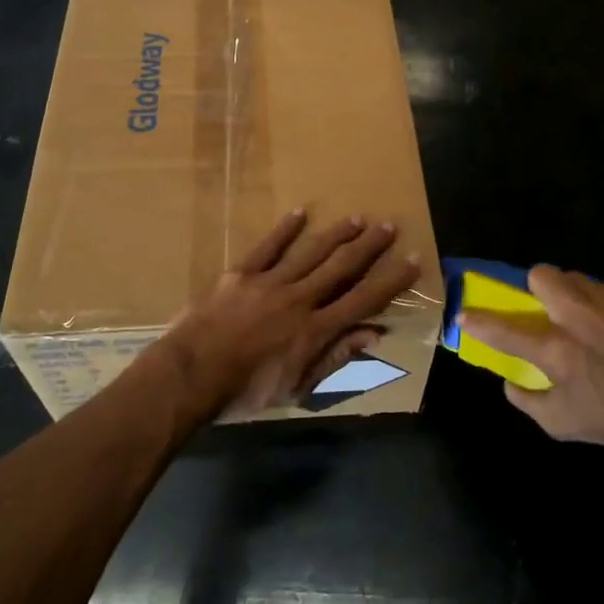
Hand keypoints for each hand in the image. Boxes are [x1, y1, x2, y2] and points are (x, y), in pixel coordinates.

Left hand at [160, 209, 422, 416]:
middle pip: (341, 267)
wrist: (191, 374)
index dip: (390, 280)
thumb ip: (334, 357)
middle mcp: (299, 299)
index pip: (363, 300)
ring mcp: (269, 282)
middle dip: (368, 246)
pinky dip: (284, 229)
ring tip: (357, 218)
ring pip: (310, 252)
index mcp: (315, 330)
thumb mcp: (296, 387)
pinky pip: (267, 247)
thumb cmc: (246, 391)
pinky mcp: (241, 274)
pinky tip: (300, 213)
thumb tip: (372, 334)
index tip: (412, 260)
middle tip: (388, 225)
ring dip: (336, 234)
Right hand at [459, 266, 603, 479]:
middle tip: (547, 311)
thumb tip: (508, 377)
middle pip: (541, 275)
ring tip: (592, 323)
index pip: (504, 329)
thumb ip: (526, 398)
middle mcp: (582, 318)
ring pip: (577, 279)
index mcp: (558, 352)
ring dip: (574, 297)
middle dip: (536, 288)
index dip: (479, 321)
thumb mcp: (562, 425)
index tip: (465, 314)